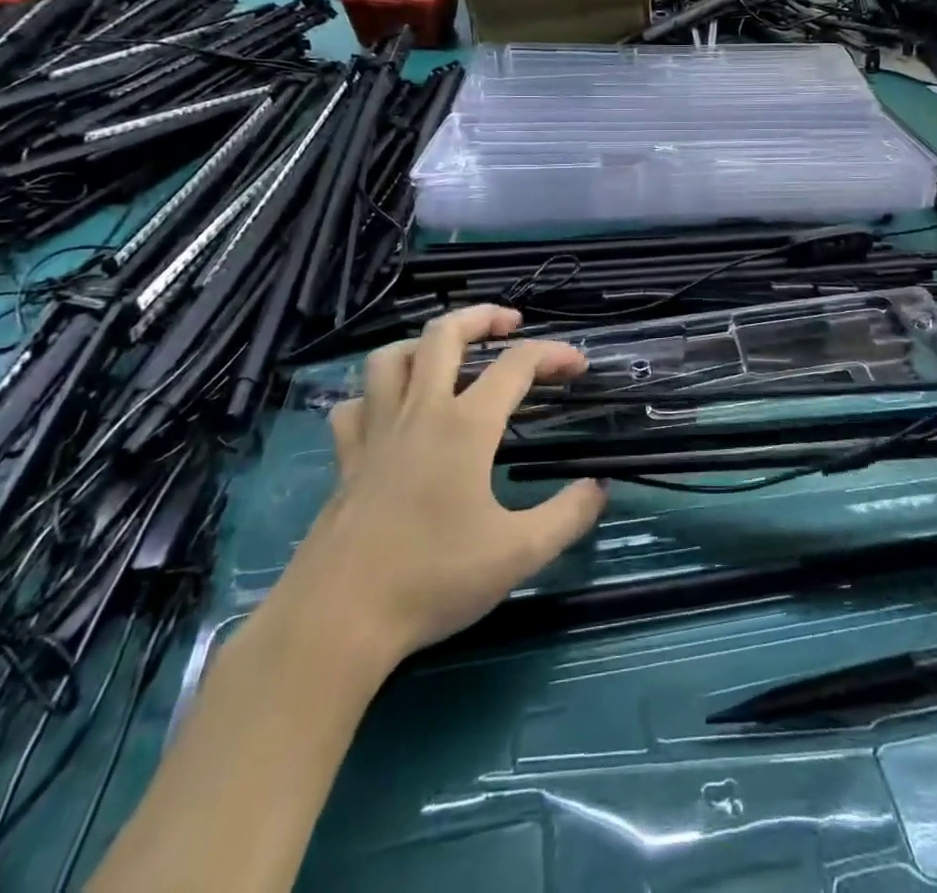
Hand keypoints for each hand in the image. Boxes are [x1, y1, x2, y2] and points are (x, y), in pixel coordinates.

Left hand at [311, 305, 606, 660]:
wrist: (337, 620)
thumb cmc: (433, 580)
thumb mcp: (518, 553)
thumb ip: (567, 516)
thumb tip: (599, 487)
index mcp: (465, 426)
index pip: (517, 365)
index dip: (553, 354)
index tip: (579, 364)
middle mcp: (420, 413)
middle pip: (444, 335)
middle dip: (482, 316)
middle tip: (511, 322)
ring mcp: (376, 432)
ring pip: (390, 357)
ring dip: (423, 343)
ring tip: (448, 353)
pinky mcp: (346, 460)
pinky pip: (354, 405)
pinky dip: (374, 395)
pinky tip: (389, 411)